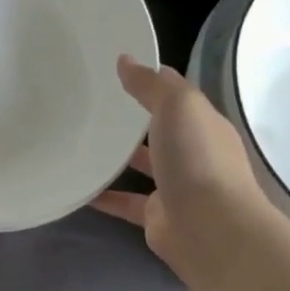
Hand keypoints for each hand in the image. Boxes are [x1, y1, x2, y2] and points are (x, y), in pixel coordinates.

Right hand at [92, 57, 283, 289]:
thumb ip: (150, 84)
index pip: (177, 96)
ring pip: (144, 166)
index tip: (117, 70)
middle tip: (93, 104)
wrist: (210, 230)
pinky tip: (79, 187)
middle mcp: (193, 154)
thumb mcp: (177, 106)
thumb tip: (125, 60)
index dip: (152, 81)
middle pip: (161, 130)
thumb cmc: (197, 158)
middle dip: (134, 119)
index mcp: (204, 124)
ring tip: (82, 141)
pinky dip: (105, 196)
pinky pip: (126, 202)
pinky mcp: (157, 216)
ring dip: (119, 157)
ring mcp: (176, 187)